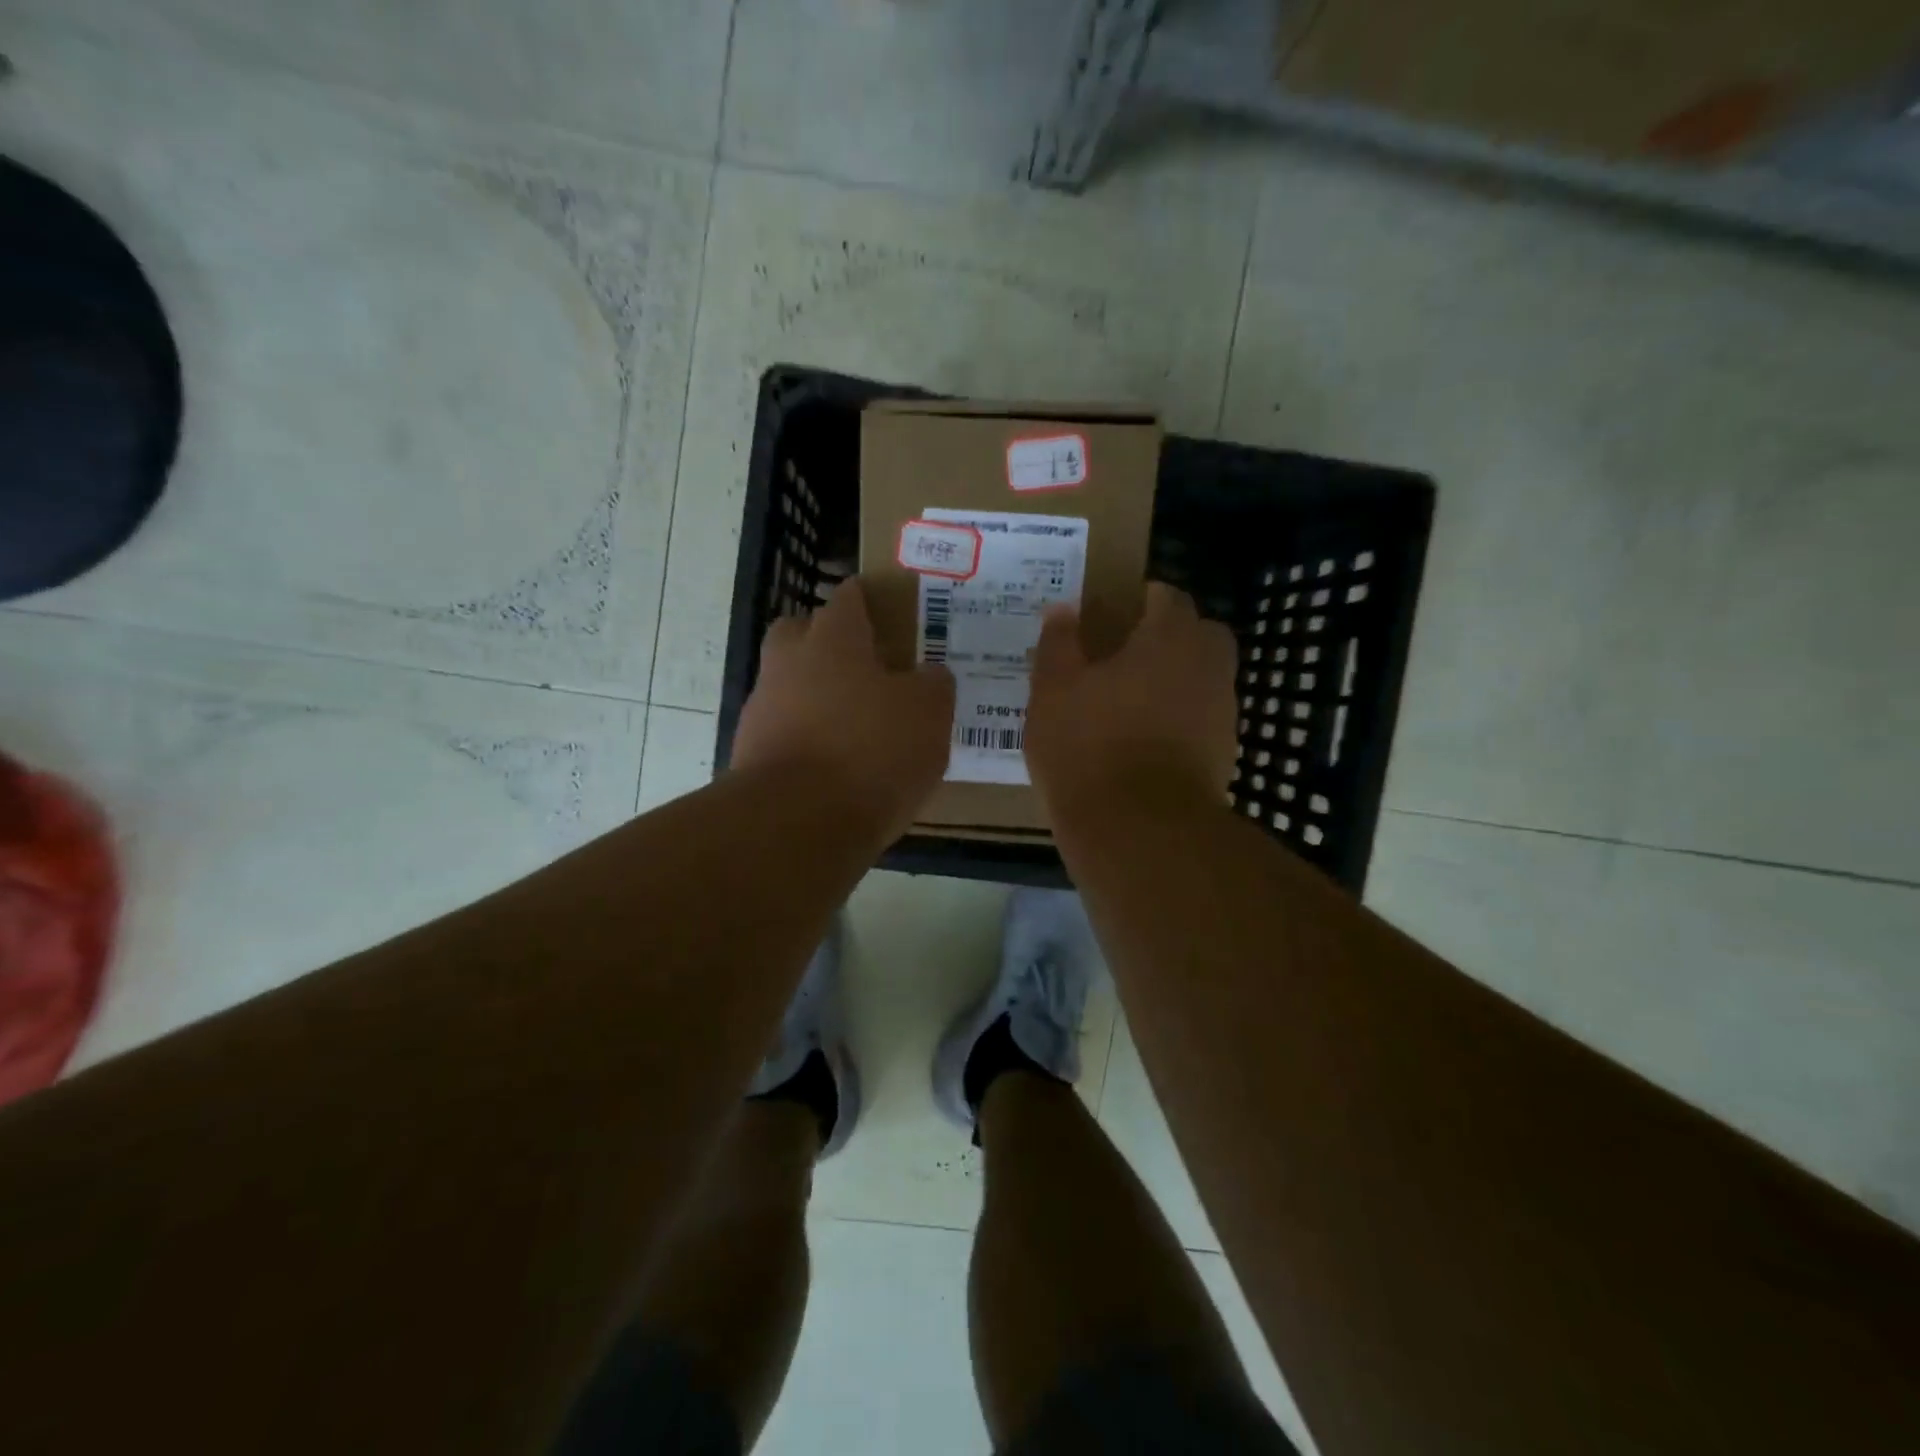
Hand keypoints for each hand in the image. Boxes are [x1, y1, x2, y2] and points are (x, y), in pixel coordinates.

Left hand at [730, 577, 955, 841]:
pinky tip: (834, 767)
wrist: (797, 821)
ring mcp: (762, 709)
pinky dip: (805, 739)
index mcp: (833, 640)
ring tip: (854, 728)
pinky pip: (783, 731)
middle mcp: (788, 663)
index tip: (888, 611)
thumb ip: (933, 686)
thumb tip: (929, 676)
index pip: (849, 598)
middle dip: (826, 642)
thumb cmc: (871, 752)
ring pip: (788, 685)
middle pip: (800, 633)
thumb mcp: (928, 715)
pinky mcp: (749, 753)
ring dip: (815, 696)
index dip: (869, 600)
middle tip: (864, 666)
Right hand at [1025, 582, 1238, 816]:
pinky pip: (1202, 721)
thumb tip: (1064, 610)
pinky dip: (1180, 722)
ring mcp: (1222, 713)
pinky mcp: (1223, 755)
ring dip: (1175, 682)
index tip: (1113, 615)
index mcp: (1170, 638)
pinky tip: (1143, 743)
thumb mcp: (1053, 690)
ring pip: (1203, 679)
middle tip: (1127, 656)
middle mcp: (1208, 666)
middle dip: (1170, 638)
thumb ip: (1058, 643)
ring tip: (1129, 704)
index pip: (1168, 596)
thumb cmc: (1089, 746)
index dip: (1141, 600)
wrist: (1139, 830)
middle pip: (1199, 635)